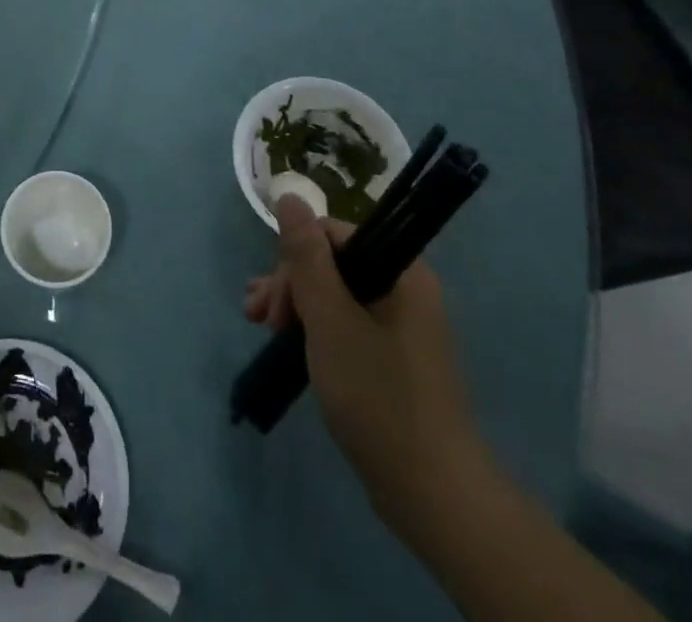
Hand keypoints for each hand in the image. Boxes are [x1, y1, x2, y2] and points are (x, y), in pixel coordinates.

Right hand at [244, 197, 492, 540]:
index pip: (334, 234)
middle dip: (290, 284)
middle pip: (332, 262)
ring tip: (260, 326)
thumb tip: (290, 195)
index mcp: (401, 272)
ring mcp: (399, 326)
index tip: (272, 299)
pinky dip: (313, 328)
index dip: (295, 258)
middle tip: (259, 319)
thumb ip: (307, 257)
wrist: (432, 495)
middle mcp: (404, 289)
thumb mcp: (330, 320)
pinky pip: (345, 323)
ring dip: (295, 304)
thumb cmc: (378, 397)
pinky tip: (285, 341)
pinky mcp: (391, 358)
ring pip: (335, 294)